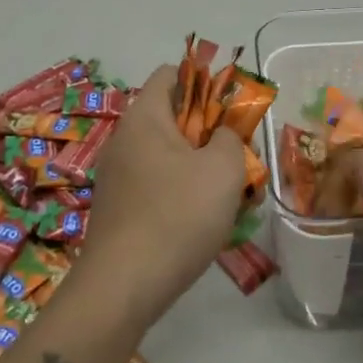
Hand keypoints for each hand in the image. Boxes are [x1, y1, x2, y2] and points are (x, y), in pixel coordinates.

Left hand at [77, 64, 246, 325]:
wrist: (123, 288)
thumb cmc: (178, 215)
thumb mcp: (223, 168)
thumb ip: (231, 137)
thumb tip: (222, 135)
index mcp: (145, 117)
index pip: (171, 74)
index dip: (206, 81)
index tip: (232, 109)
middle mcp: (125, 140)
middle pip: (175, 118)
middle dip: (214, 134)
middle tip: (243, 159)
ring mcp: (118, 176)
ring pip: (171, 157)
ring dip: (205, 169)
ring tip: (236, 198)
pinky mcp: (120, 209)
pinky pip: (159, 186)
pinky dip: (185, 194)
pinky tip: (209, 223)